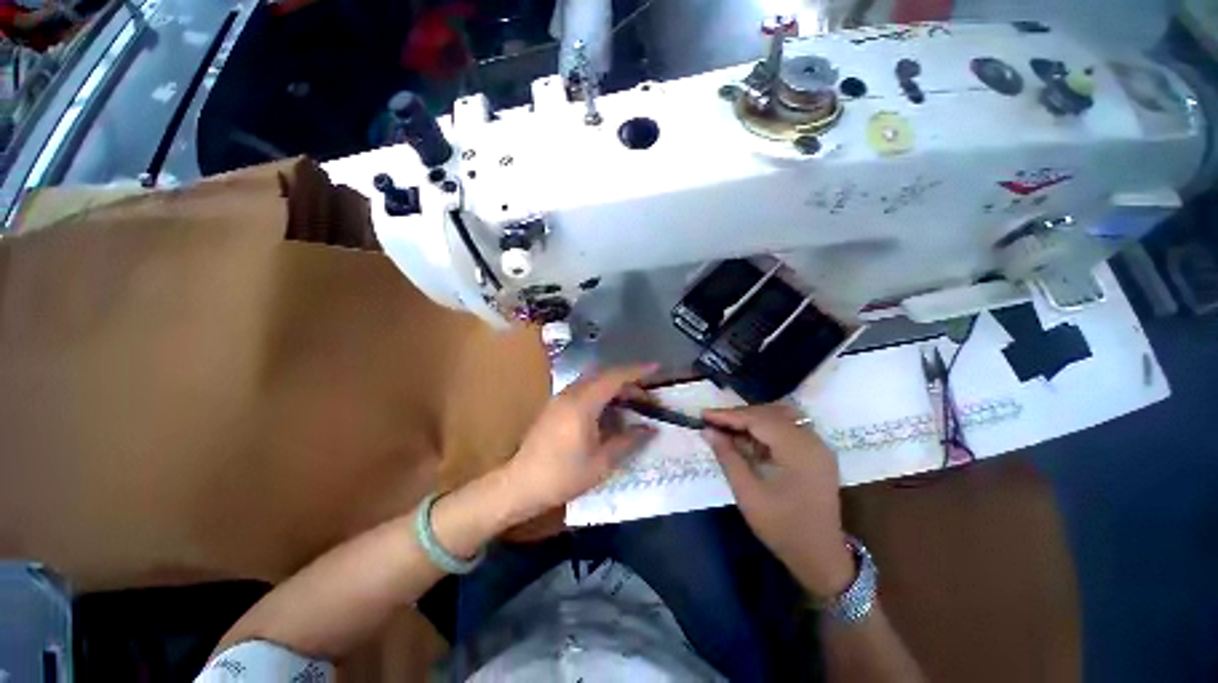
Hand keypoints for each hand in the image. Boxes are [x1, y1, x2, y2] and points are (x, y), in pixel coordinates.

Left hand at [500, 364, 658, 523]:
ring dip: (614, 386)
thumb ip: (628, 441)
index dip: (637, 371)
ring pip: (593, 381)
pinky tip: (609, 411)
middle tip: (647, 396)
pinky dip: (601, 393)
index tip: (656, 367)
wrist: (520, 484)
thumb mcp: (601, 462)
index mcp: (583, 404)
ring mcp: (560, 398)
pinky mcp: (555, 405)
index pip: (615, 377)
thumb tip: (651, 429)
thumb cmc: (563, 475)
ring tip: (631, 403)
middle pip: (604, 376)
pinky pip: (583, 389)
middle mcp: (570, 393)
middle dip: (628, 381)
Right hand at [702, 405, 854, 598]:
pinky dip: (765, 431)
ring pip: (779, 418)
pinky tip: (748, 441)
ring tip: (727, 430)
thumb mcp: (748, 493)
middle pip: (770, 413)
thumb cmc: (782, 528)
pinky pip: (787, 430)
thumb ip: (727, 456)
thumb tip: (708, 431)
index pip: (759, 419)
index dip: (729, 415)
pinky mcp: (816, 453)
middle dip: (739, 416)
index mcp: (798, 450)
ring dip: (752, 421)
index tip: (703, 415)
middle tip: (713, 423)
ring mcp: (817, 446)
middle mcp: (812, 441)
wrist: (821, 558)